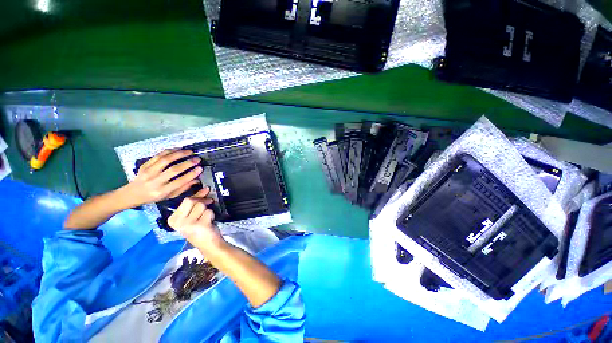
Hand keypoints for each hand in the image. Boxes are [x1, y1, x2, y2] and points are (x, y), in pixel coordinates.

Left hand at [125, 149, 202, 205]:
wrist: (132, 193)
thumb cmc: (154, 196)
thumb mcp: (170, 196)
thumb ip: (183, 187)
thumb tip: (196, 179)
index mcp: (162, 191)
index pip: (180, 181)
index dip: (191, 174)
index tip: (200, 168)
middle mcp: (155, 181)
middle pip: (174, 170)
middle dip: (188, 163)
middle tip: (197, 159)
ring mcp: (148, 172)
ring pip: (166, 160)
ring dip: (179, 154)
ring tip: (189, 152)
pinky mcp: (144, 165)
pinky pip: (158, 156)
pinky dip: (169, 151)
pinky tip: (178, 150)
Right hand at [168, 187, 224, 252]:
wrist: (208, 245)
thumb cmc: (201, 229)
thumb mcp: (193, 215)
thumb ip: (195, 203)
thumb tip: (205, 188)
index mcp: (173, 219)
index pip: (185, 199)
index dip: (197, 195)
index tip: (206, 190)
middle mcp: (177, 222)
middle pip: (191, 200)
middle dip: (202, 201)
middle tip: (208, 205)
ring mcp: (187, 224)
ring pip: (201, 205)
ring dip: (207, 211)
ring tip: (206, 219)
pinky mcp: (199, 225)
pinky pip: (209, 212)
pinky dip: (212, 216)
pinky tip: (209, 223)